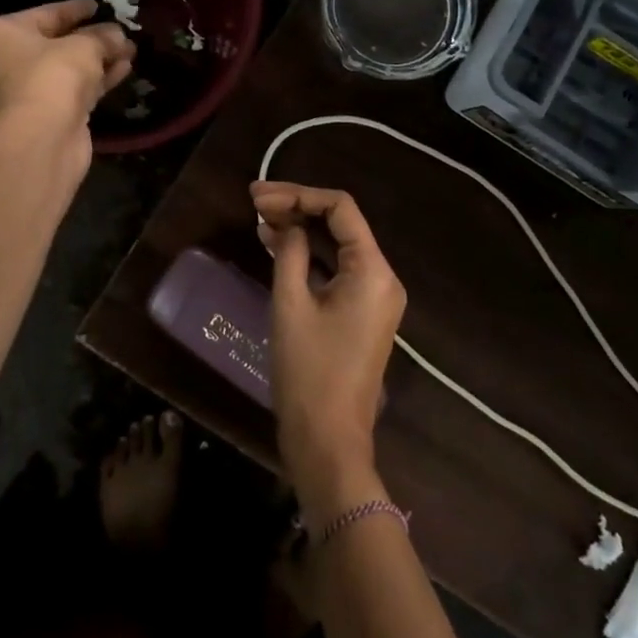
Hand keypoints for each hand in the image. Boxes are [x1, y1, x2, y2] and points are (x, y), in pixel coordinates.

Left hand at [0, 0, 133, 130]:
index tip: (98, 5)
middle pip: (55, 43)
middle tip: (119, 31)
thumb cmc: (53, 75)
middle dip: (91, 38)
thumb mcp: (84, 46)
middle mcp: (5, 61)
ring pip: (66, 69)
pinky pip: (71, 90)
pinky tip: (123, 70)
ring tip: (130, 51)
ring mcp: (22, 92)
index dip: (75, 9)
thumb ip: (102, 36)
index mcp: (2, 34)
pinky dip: (95, 80)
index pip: (45, 14)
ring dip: (98, 60)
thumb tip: (117, 34)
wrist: (42, 137)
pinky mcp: (42, 116)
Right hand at [253, 182, 405, 518]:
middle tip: (254, 202)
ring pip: (339, 246)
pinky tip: (277, 246)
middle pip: (341, 223)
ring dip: (302, 229)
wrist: (328, 443)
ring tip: (261, 218)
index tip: (258, 196)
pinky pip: (338, 270)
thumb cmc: (309, 373)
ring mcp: (375, 297)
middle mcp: (382, 277)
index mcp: (373, 270)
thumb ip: (289, 252)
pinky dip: (310, 256)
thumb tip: (284, 224)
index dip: (298, 194)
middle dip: (298, 208)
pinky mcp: (363, 313)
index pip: (340, 208)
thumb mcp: (291, 304)